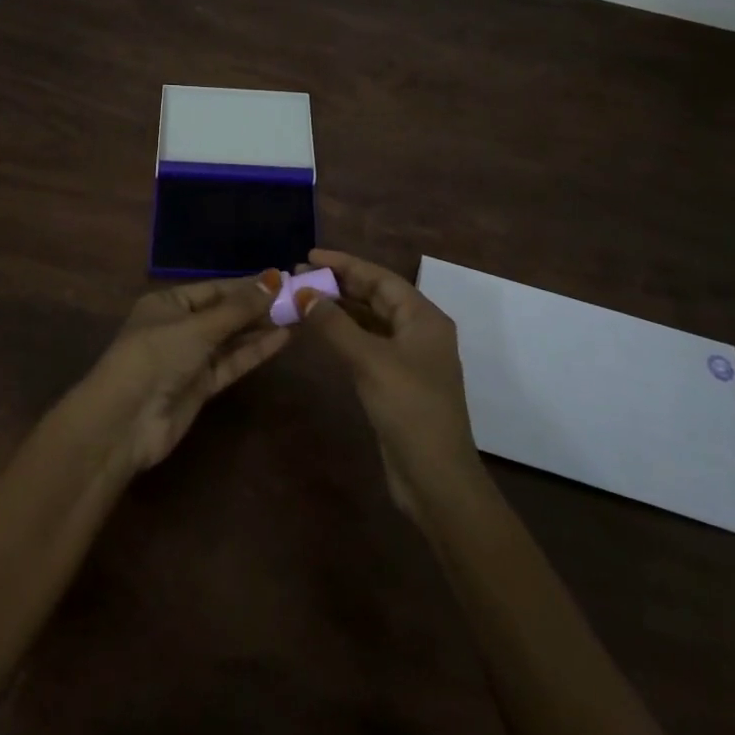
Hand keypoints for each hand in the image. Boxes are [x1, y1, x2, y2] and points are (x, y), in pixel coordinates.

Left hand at [83, 270, 292, 474]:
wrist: (124, 422)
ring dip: (259, 329)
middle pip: (224, 313)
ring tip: (296, 315)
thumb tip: (274, 279)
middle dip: (257, 307)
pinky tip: (281, 339)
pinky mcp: (200, 386)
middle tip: (296, 298)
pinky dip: (253, 352)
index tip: (281, 279)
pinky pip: (231, 363)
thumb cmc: (155, 356)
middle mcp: (179, 327)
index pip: (214, 289)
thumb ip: (238, 308)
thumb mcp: (197, 327)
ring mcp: (189, 358)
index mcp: (168, 303)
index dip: (247, 285)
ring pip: (230, 339)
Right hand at [293, 249, 482, 523]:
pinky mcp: (396, 381)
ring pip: (370, 321)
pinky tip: (320, 331)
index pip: (380, 278)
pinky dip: (344, 334)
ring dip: (339, 309)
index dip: (345, 264)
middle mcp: (419, 331)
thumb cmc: (409, 409)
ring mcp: (409, 358)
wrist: (435, 478)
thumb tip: (303, 293)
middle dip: (339, 285)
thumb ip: (335, 325)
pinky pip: (367, 344)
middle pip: (375, 297)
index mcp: (424, 318)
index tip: (310, 256)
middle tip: (299, 277)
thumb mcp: (370, 361)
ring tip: (303, 298)